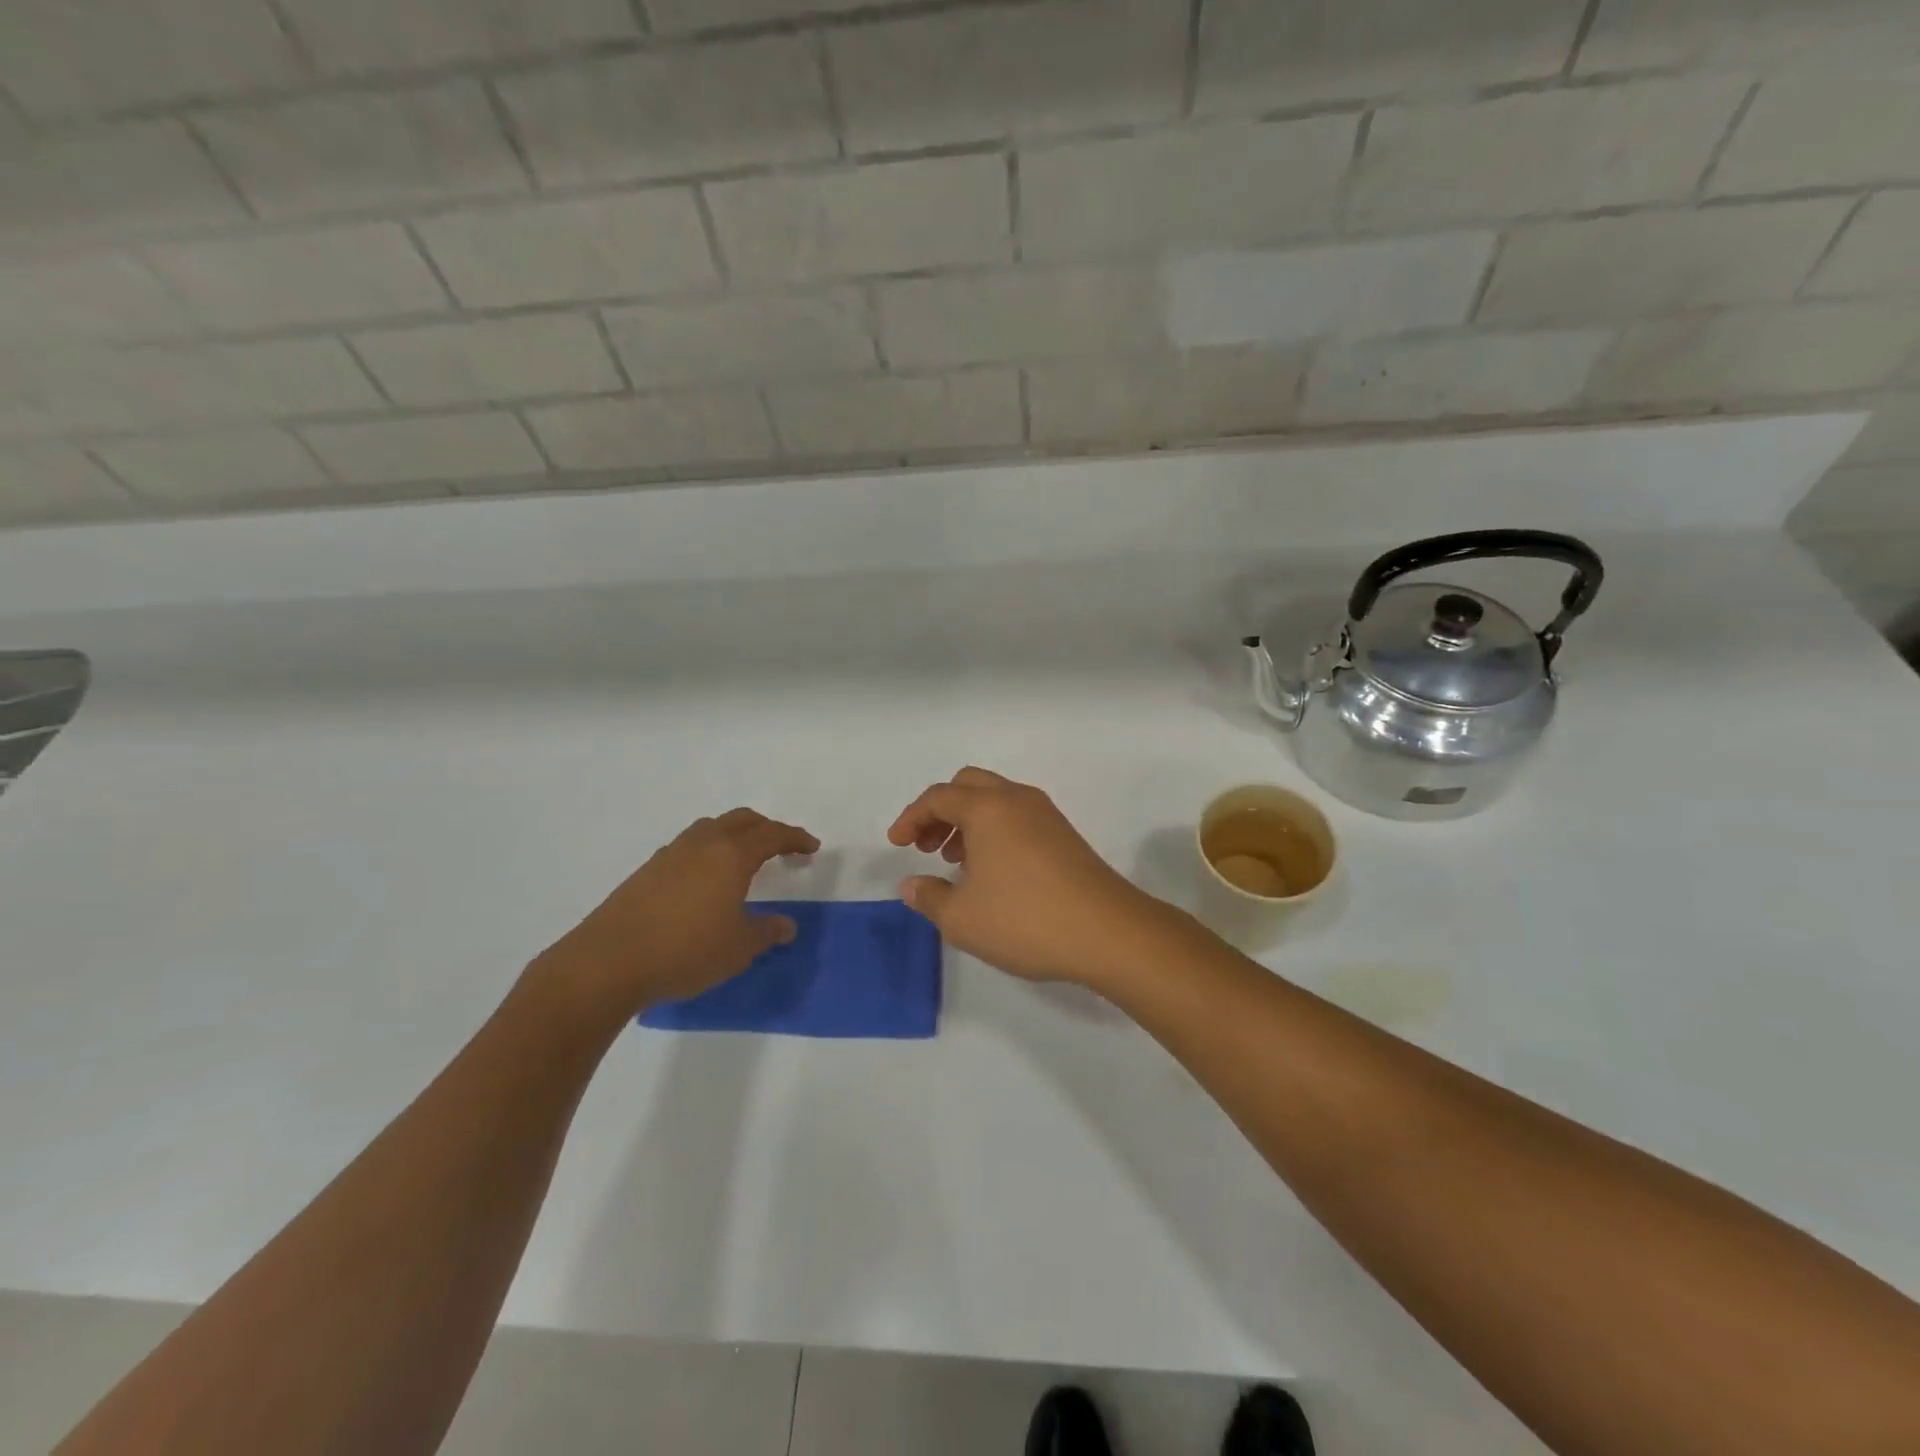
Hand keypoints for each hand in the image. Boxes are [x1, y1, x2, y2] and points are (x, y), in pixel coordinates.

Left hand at [536, 808, 818, 1017]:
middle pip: (741, 820)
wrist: (608, 962)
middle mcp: (702, 844)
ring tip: (744, 857)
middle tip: (783, 846)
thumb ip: (766, 932)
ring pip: (711, 828)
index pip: (772, 834)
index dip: (795, 838)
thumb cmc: (685, 951)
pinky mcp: (647, 870)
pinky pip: (689, 846)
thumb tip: (787, 925)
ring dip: (734, 834)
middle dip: (766, 828)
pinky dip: (708, 850)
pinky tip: (705, 879)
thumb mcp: (738, 948)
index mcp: (731, 855)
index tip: (812, 847)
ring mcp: (670, 854)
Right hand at [887, 767, 1173, 985]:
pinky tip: (992, 872)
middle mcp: (1017, 800)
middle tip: (926, 846)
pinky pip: (1017, 816)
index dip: (910, 817)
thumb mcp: (963, 918)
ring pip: (995, 800)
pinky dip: (994, 831)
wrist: (1108, 932)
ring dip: (968, 821)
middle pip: (968, 785)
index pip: (938, 797)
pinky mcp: (1065, 835)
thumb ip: (929, 897)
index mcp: (988, 809)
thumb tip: (911, 885)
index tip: (897, 845)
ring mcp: (1046, 815)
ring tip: (957, 864)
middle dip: (940, 811)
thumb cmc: (1025, 920)